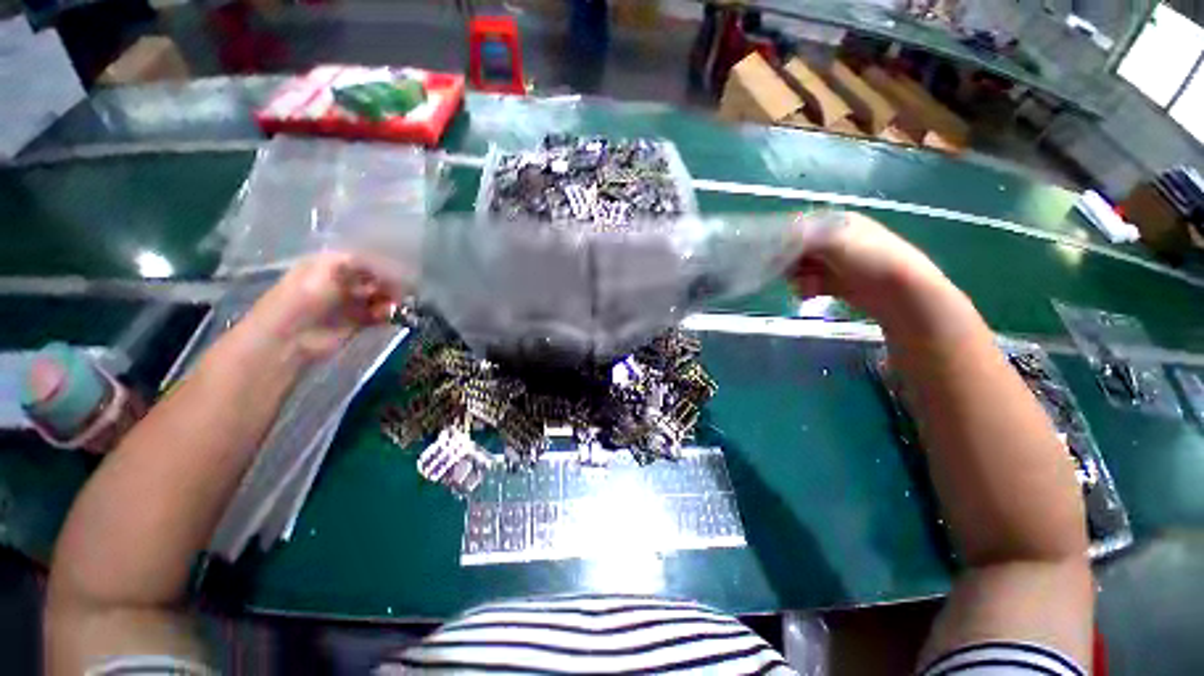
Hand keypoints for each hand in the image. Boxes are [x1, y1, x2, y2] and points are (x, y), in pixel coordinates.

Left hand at [241, 252, 406, 361]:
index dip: (385, 265)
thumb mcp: (327, 267)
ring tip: (393, 305)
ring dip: (391, 299)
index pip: (368, 260)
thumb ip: (361, 262)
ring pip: (382, 296)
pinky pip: (381, 314)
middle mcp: (344, 281)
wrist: (289, 336)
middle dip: (391, 283)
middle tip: (400, 291)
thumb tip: (392, 268)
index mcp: (333, 264)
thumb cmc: (303, 296)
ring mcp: (352, 303)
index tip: (400, 273)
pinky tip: (387, 316)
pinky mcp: (359, 322)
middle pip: (378, 278)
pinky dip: (388, 314)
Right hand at [788, 212, 955, 329]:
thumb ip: (802, 239)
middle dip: (790, 263)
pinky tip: (811, 294)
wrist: (901, 292)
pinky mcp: (834, 282)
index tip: (773, 255)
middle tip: (792, 272)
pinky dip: (806, 289)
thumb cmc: (871, 258)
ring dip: (799, 278)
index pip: (798, 228)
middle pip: (796, 250)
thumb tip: (774, 241)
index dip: (783, 241)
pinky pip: (809, 284)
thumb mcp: (835, 241)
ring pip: (800, 269)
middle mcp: (833, 240)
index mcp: (835, 223)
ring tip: (808, 286)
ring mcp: (834, 263)